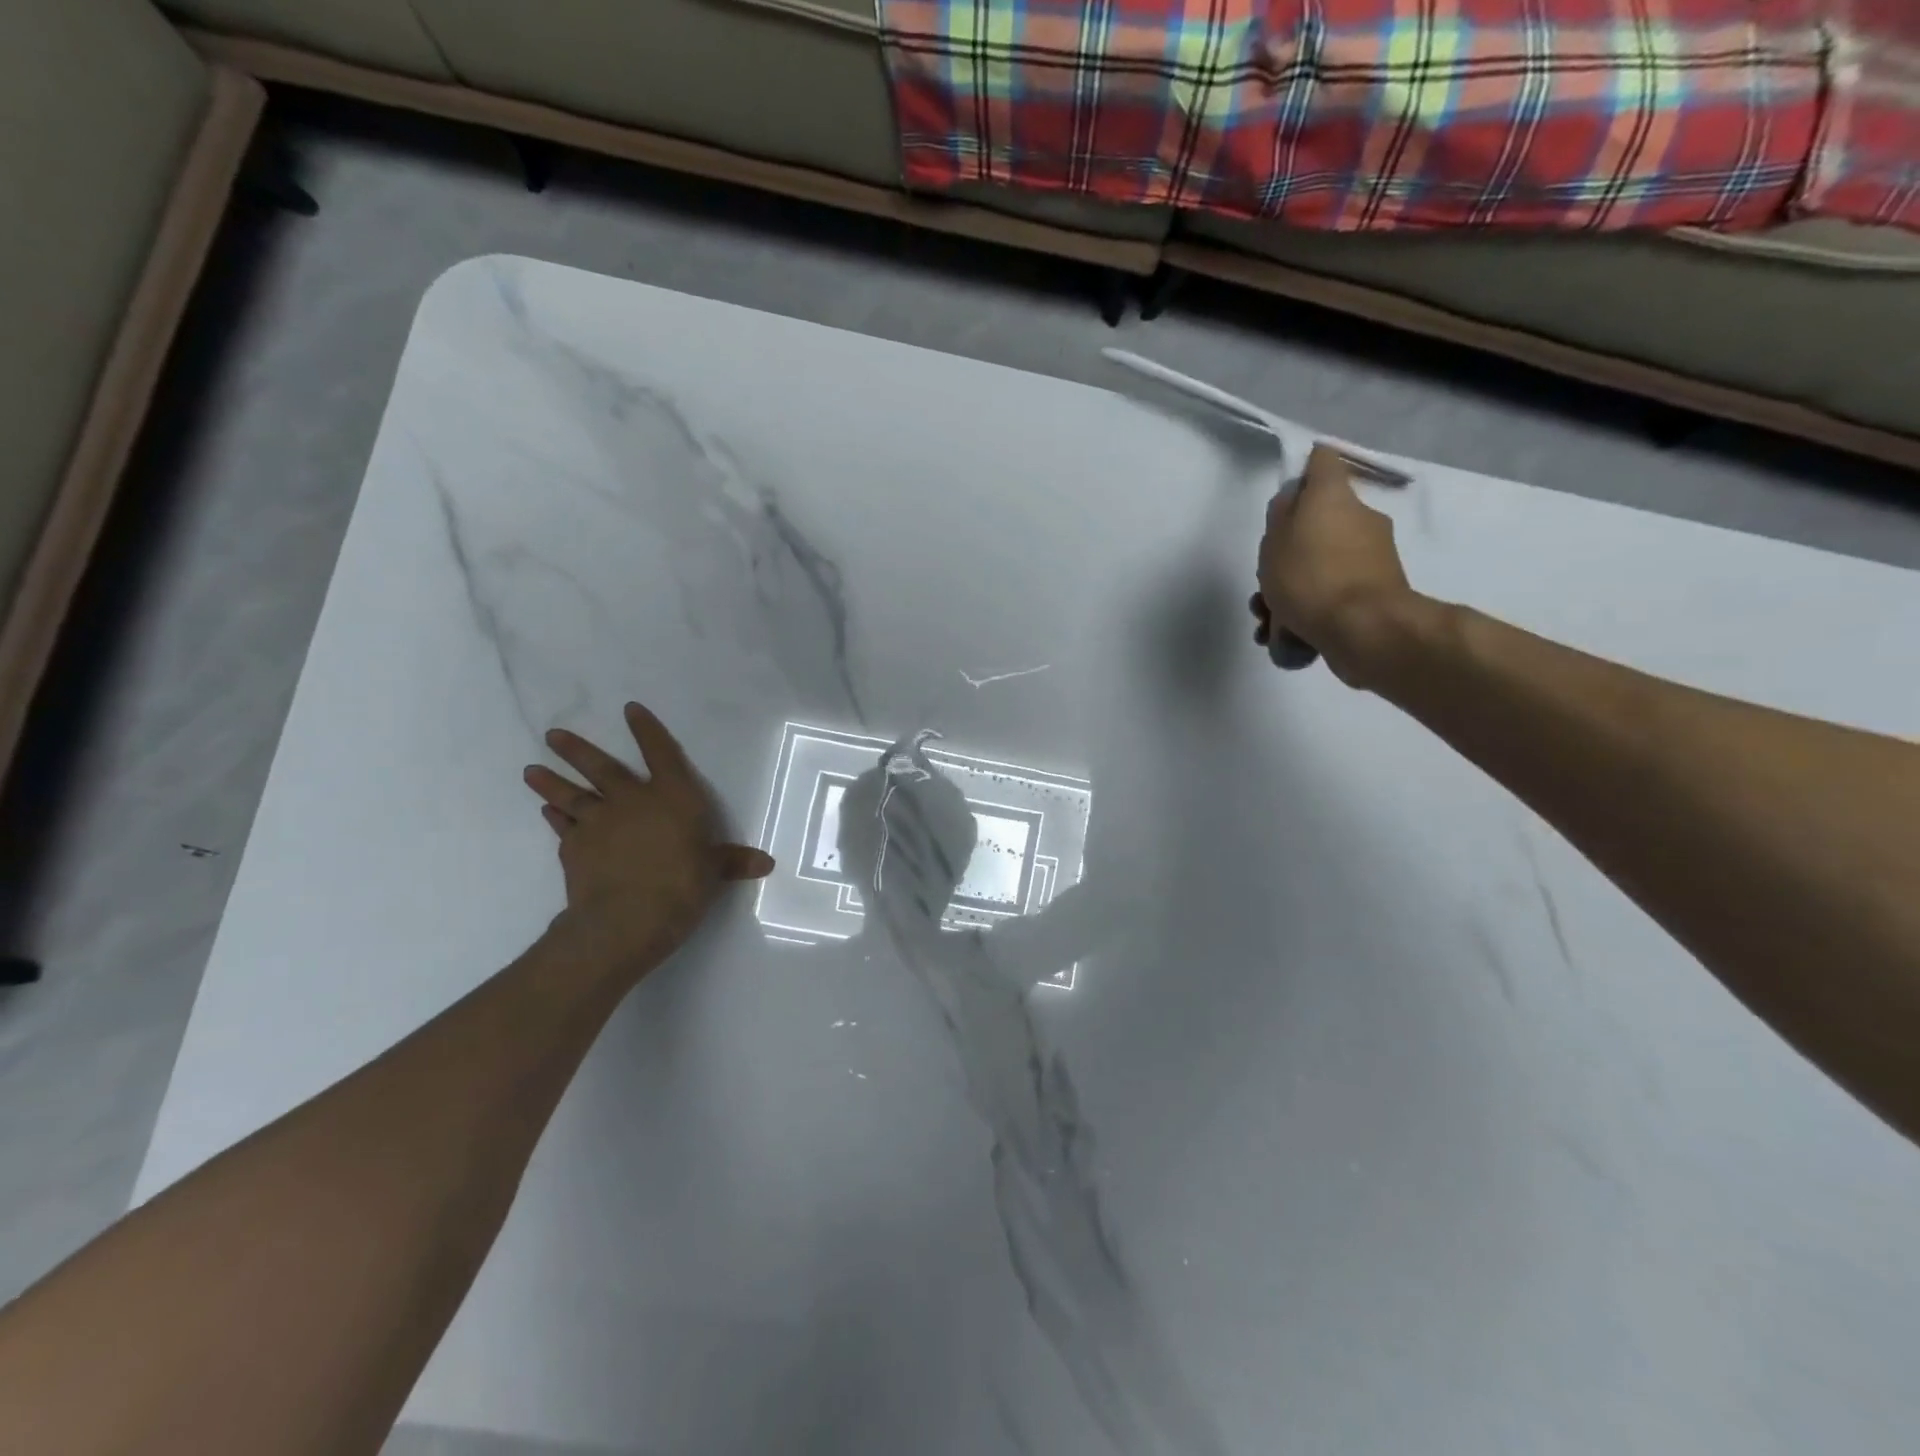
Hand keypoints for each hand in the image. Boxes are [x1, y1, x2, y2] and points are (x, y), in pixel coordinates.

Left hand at [523, 702, 774, 973]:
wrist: (627, 918)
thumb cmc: (682, 886)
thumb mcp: (714, 873)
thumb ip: (733, 862)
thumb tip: (766, 863)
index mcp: (673, 797)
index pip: (661, 753)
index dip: (647, 730)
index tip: (630, 709)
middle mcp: (632, 800)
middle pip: (602, 768)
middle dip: (577, 750)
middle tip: (553, 735)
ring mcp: (598, 822)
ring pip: (572, 794)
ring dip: (551, 781)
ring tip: (532, 770)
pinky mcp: (574, 848)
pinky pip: (563, 827)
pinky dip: (555, 818)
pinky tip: (547, 813)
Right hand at [1251, 444, 1416, 687]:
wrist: (1363, 629)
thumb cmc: (1310, 577)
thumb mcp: (1275, 543)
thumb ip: (1280, 516)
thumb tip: (1293, 501)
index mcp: (1336, 497)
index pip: (1322, 461)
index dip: (1302, 471)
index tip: (1285, 494)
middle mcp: (1361, 518)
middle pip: (1318, 523)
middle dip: (1288, 551)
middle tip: (1264, 581)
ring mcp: (1372, 556)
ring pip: (1321, 563)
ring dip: (1293, 588)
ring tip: (1268, 622)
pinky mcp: (1376, 592)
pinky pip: (1334, 592)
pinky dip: (1311, 609)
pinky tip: (1286, 636)